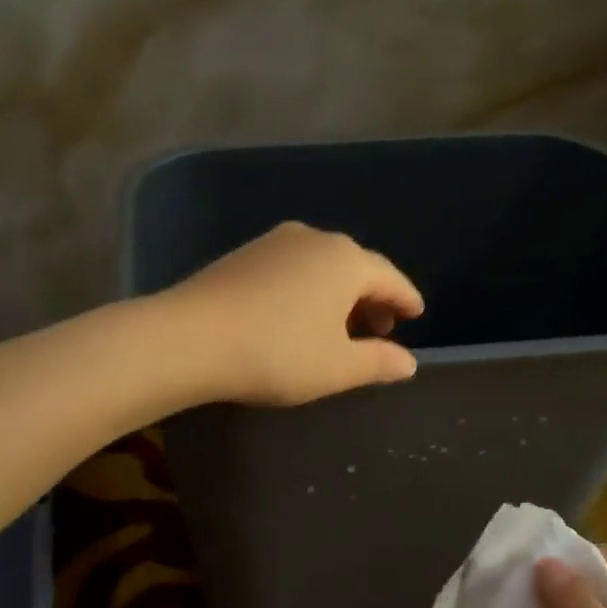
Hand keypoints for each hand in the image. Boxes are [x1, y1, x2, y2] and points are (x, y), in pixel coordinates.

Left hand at [161, 222, 424, 406]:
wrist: (190, 338)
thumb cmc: (276, 353)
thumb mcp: (336, 368)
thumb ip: (378, 362)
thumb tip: (408, 362)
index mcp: (346, 261)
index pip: (390, 278)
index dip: (406, 299)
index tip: (416, 314)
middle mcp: (314, 240)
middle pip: (356, 267)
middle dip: (371, 298)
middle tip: (378, 330)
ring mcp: (274, 243)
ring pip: (321, 267)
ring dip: (337, 294)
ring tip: (338, 327)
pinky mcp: (242, 255)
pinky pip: (290, 269)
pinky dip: (306, 290)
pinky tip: (296, 316)